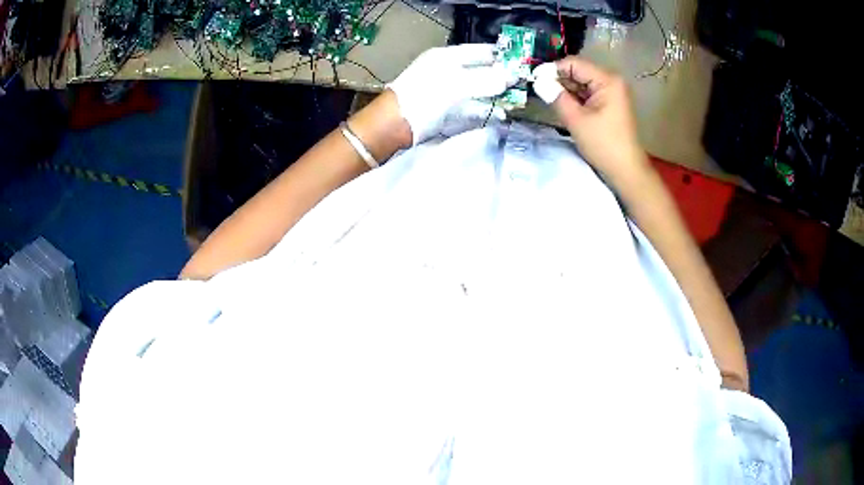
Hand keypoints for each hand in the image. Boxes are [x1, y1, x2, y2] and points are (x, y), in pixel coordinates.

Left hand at [388, 44, 513, 144]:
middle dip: (500, 77)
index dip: (499, 55)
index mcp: (446, 58)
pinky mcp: (446, 111)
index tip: (519, 61)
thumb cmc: (424, 97)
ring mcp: (446, 92)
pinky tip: (500, 115)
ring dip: (495, 95)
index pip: (478, 51)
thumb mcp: (456, 84)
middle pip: (479, 71)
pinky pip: (470, 108)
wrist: (395, 125)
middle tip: (521, 83)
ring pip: (477, 90)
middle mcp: (447, 72)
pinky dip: (485, 110)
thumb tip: (510, 76)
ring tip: (515, 101)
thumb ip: (485, 79)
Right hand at [533, 57, 648, 180]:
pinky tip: (563, 106)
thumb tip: (537, 80)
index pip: (574, 63)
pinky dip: (575, 98)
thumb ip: (556, 96)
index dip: (552, 69)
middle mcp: (611, 81)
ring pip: (582, 83)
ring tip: (548, 99)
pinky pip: (588, 94)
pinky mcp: (610, 104)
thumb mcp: (576, 119)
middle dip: (558, 80)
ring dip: (565, 90)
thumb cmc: (603, 145)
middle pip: (578, 71)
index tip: (533, 79)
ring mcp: (612, 92)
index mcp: (607, 80)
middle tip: (538, 90)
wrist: (626, 171)